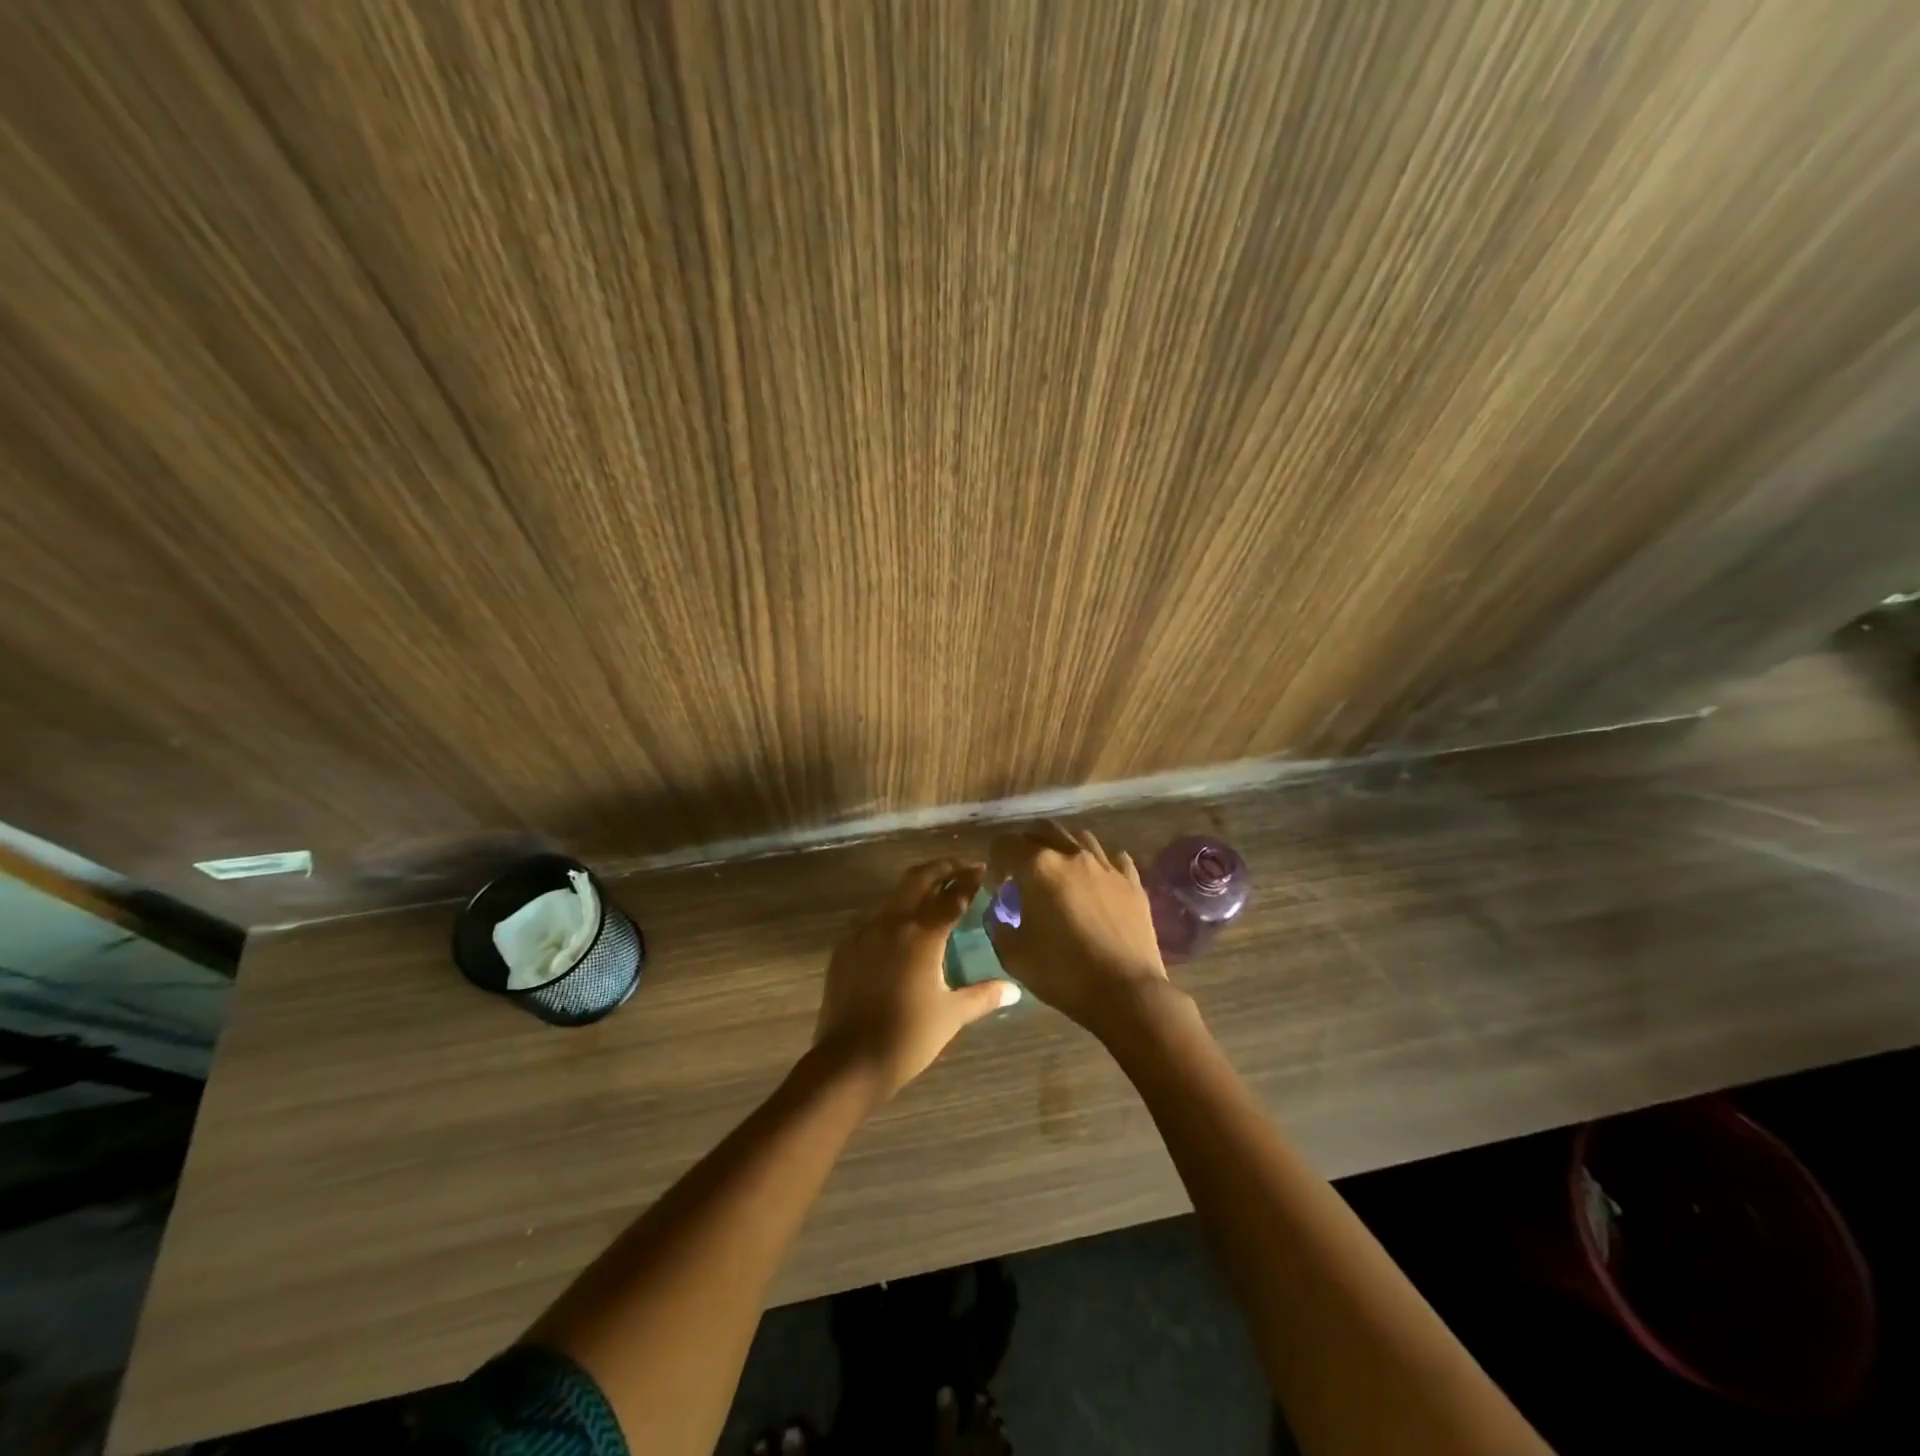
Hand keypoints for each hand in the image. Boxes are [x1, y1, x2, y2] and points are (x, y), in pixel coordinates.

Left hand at [813, 858, 1021, 1102]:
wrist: (849, 1062)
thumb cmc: (908, 1037)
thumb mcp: (951, 1015)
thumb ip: (983, 996)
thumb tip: (1014, 990)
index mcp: (921, 933)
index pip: (952, 895)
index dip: (969, 879)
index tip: (983, 870)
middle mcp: (891, 922)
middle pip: (918, 879)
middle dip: (942, 869)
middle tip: (961, 868)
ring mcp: (863, 931)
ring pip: (893, 895)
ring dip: (916, 887)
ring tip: (935, 895)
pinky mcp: (845, 947)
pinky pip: (874, 917)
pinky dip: (894, 911)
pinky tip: (902, 928)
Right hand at [985, 822, 1174, 1035]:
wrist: (1125, 992)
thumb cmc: (1062, 973)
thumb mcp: (1013, 955)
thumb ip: (997, 925)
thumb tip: (998, 912)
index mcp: (1038, 867)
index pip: (1006, 844)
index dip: (994, 861)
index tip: (997, 885)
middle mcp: (1072, 855)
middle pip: (1043, 830)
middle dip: (1026, 844)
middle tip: (1022, 871)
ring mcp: (1106, 865)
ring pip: (1079, 837)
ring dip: (1062, 848)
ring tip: (1059, 873)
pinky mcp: (1132, 882)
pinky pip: (1113, 859)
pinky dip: (1098, 864)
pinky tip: (1096, 881)